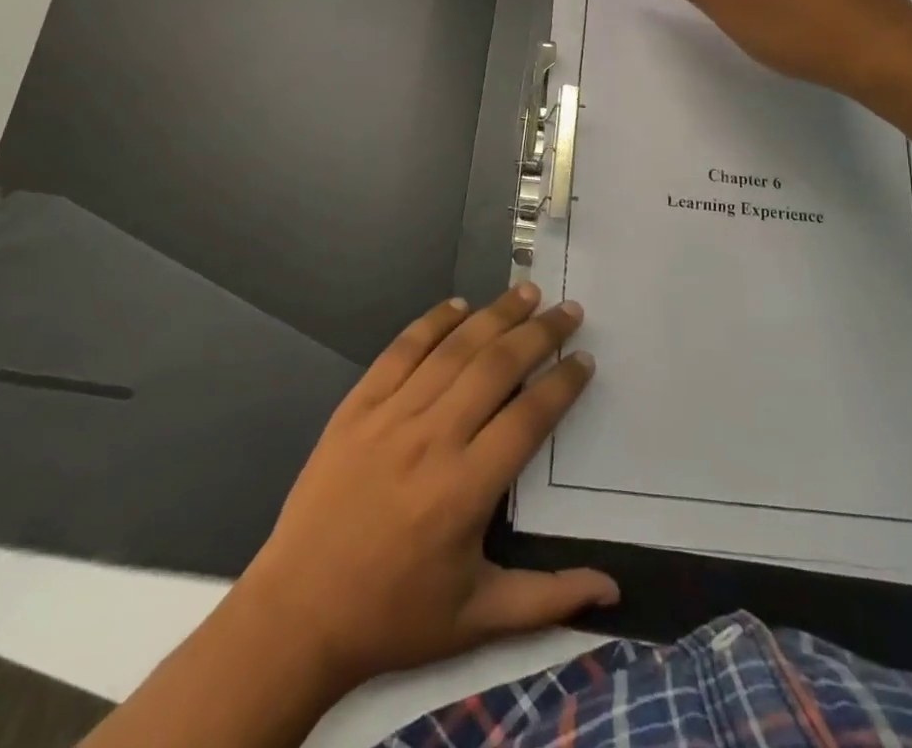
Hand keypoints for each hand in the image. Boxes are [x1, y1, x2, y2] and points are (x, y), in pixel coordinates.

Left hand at [234, 284, 614, 695]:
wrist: (298, 613)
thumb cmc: (393, 617)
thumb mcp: (477, 620)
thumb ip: (549, 598)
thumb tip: (614, 589)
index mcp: (466, 489)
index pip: (529, 417)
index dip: (562, 384)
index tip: (585, 360)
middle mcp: (433, 438)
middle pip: (496, 367)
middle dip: (539, 334)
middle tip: (567, 310)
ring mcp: (391, 415)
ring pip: (453, 349)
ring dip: (494, 315)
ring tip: (526, 291)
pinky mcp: (357, 405)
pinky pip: (400, 351)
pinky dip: (432, 322)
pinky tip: (458, 305)